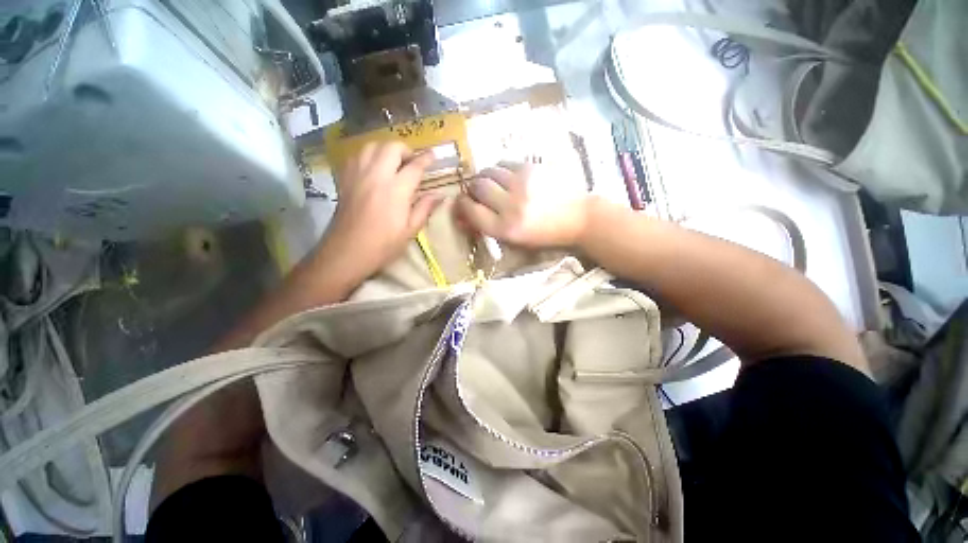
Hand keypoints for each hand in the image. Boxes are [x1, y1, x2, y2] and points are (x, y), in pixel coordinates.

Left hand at [320, 141, 441, 277]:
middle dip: (405, 150)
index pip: (415, 166)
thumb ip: (425, 208)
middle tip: (412, 162)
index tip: (433, 156)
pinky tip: (374, 169)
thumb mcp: (410, 230)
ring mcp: (357, 175)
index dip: (426, 159)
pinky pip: (357, 156)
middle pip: (391, 147)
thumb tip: (440, 195)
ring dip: (386, 150)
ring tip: (394, 163)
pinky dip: (369, 155)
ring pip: (372, 146)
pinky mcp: (345, 179)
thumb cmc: (383, 245)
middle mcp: (376, 175)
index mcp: (396, 190)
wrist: (346, 253)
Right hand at [455, 162, 588, 247]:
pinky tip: (507, 176)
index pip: (471, 211)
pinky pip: (504, 163)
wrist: (578, 218)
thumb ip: (488, 227)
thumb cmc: (544, 235)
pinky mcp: (532, 168)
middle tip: (477, 191)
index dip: (462, 204)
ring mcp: (522, 184)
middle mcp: (511, 206)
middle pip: (478, 187)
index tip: (463, 201)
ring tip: (492, 183)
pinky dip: (500, 170)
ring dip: (485, 177)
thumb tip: (463, 217)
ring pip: (489, 171)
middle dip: (473, 188)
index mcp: (506, 229)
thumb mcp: (515, 240)